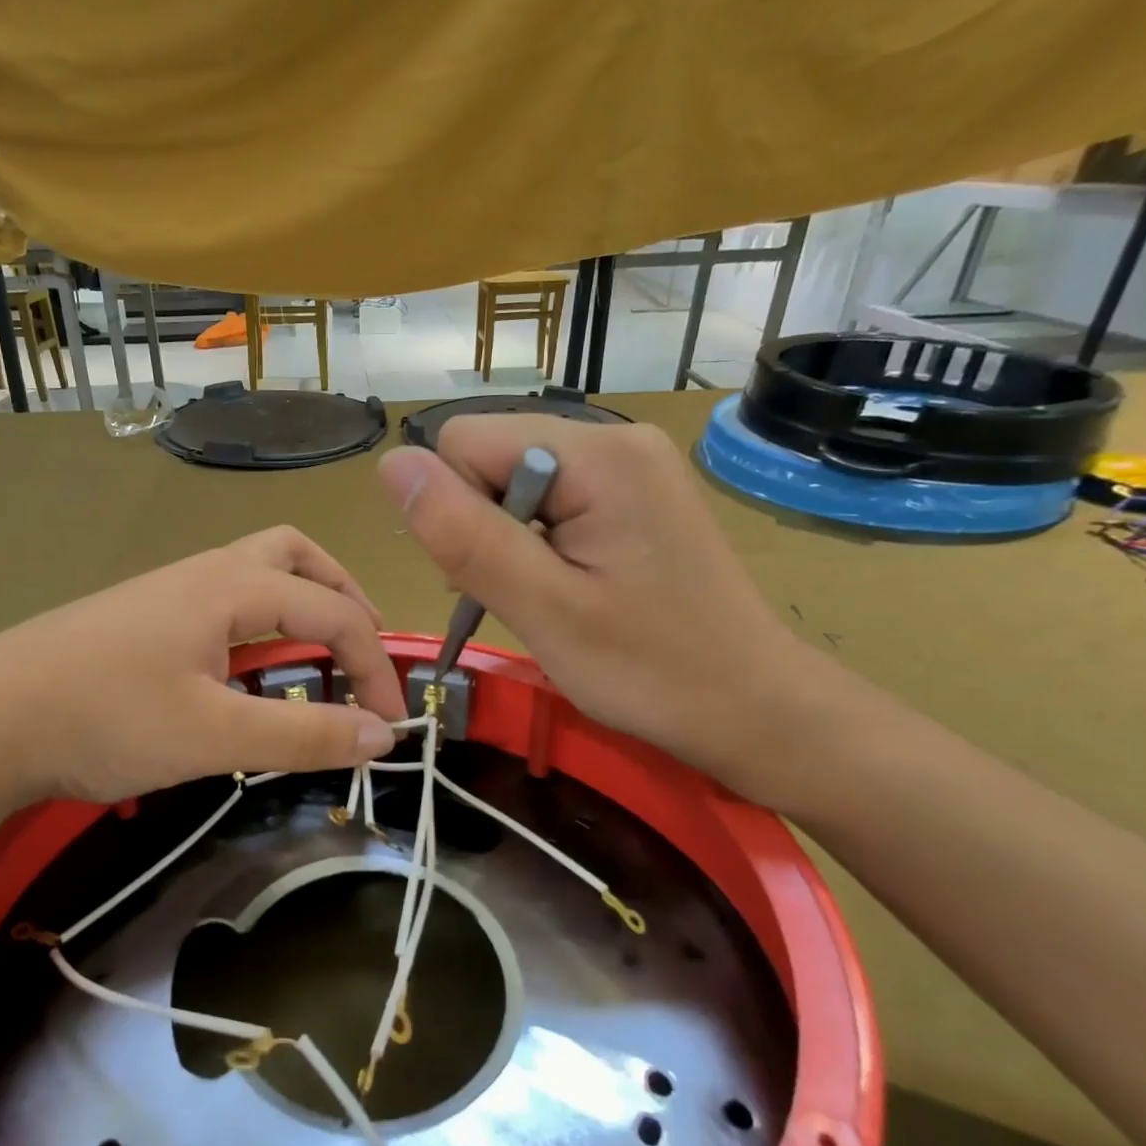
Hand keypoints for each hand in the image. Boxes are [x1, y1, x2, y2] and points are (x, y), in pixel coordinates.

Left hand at [0, 527, 407, 807]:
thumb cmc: (102, 720)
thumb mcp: (212, 737)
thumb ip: (301, 735)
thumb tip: (380, 737)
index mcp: (232, 586)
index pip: (335, 611)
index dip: (375, 667)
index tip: (389, 728)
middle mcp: (207, 572)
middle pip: (298, 556)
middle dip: (345, 598)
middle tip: (365, 652)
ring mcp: (171, 592)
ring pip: (259, 572)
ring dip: (304, 603)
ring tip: (320, 654)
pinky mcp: (145, 618)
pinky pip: (227, 601)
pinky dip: (263, 621)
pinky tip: (250, 668)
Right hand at [378, 417, 843, 808]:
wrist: (754, 707)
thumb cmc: (651, 669)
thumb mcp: (543, 608)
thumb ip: (464, 534)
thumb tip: (390, 465)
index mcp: (597, 452)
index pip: (464, 440)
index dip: (457, 509)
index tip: (496, 574)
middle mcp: (616, 438)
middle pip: (491, 456)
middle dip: (482, 526)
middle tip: (524, 596)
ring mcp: (631, 466)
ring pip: (515, 481)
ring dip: (508, 540)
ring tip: (547, 599)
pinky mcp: (636, 496)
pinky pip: (552, 499)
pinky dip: (538, 544)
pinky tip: (567, 588)